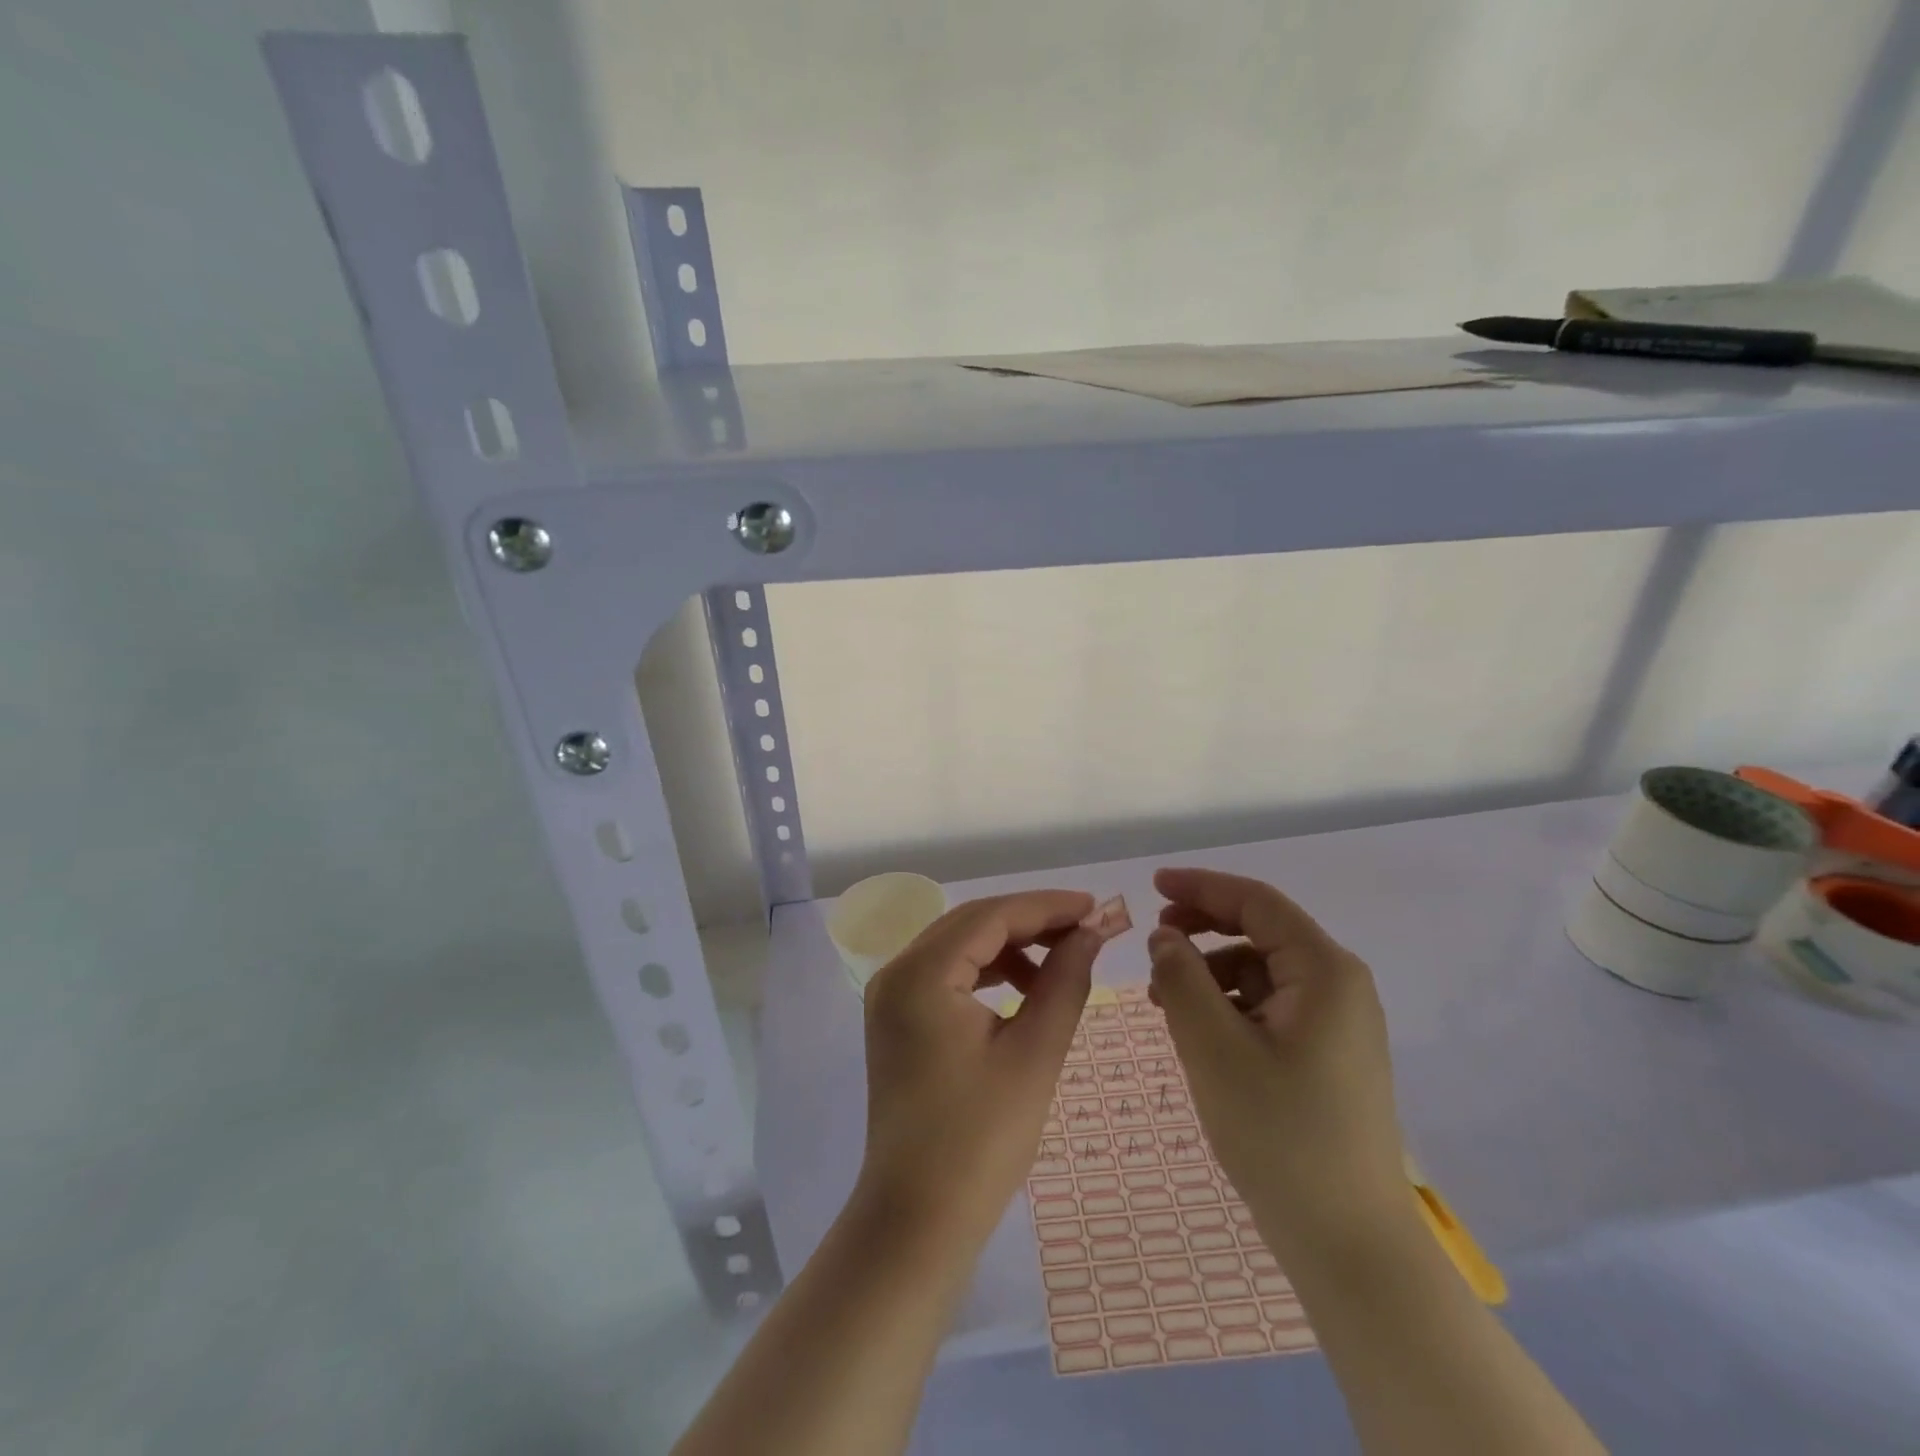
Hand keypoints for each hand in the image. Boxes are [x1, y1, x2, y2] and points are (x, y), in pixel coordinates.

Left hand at [858, 890, 1101, 1249]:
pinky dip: (987, 970)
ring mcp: (891, 995)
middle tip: (1088, 928)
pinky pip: (947, 972)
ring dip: (1010, 945)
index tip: (1096, 907)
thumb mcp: (1035, 1054)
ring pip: (959, 944)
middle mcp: (897, 971)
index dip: (1047, 906)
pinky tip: (1023, 986)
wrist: (918, 1219)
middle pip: (972, 923)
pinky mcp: (897, 1018)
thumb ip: (1065, 981)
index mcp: (921, 974)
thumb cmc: (981, 1141)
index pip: (991, 916)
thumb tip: (1091, 933)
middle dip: (1031, 921)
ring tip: (1062, 960)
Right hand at [1147, 867, 1408, 1259]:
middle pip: (1260, 932)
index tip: (1151, 886)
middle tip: (1154, 943)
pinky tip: (1197, 1032)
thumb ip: (1182, 978)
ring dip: (1210, 973)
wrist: (1349, 1245)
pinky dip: (1228, 1005)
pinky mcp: (1327, 1055)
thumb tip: (1164, 937)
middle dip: (1203, 930)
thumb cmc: (1280, 1135)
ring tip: (1165, 1002)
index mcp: (1324, 971)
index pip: (1256, 902)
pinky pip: (1269, 1007)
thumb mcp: (1213, 1047)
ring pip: (1261, 971)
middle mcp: (1338, 986)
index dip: (1201, 887)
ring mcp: (1337, 1023)